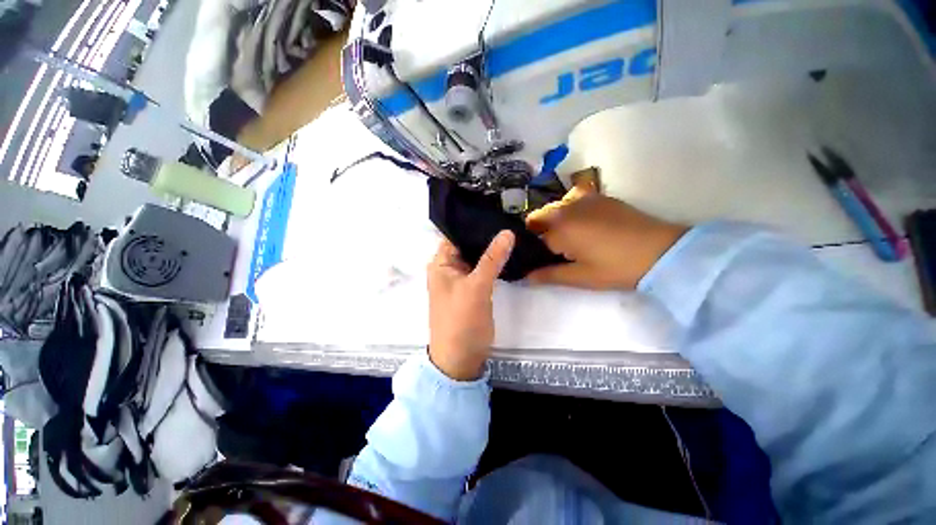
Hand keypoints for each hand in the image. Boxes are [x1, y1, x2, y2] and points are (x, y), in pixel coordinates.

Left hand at [427, 231, 514, 380]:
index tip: (497, 211)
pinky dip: (493, 263)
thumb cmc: (462, 321)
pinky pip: (482, 269)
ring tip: (513, 232)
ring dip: (491, 249)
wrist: (461, 359)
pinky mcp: (472, 289)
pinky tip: (509, 253)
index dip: (473, 223)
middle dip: (486, 235)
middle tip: (510, 220)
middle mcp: (448, 268)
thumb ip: (492, 259)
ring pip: (477, 257)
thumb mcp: (476, 287)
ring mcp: (461, 279)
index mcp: (440, 263)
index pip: (456, 234)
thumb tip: (507, 232)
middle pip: (467, 245)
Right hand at [525, 178, 687, 289]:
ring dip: (554, 221)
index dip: (533, 250)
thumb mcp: (580, 277)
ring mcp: (584, 198)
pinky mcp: (600, 197)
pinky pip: (573, 200)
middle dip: (539, 232)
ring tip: (569, 239)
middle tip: (554, 251)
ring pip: (555, 208)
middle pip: (538, 216)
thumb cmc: (616, 267)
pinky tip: (585, 226)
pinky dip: (570, 212)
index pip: (532, 237)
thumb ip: (548, 275)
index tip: (539, 259)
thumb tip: (525, 277)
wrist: (662, 251)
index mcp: (559, 227)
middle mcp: (566, 207)